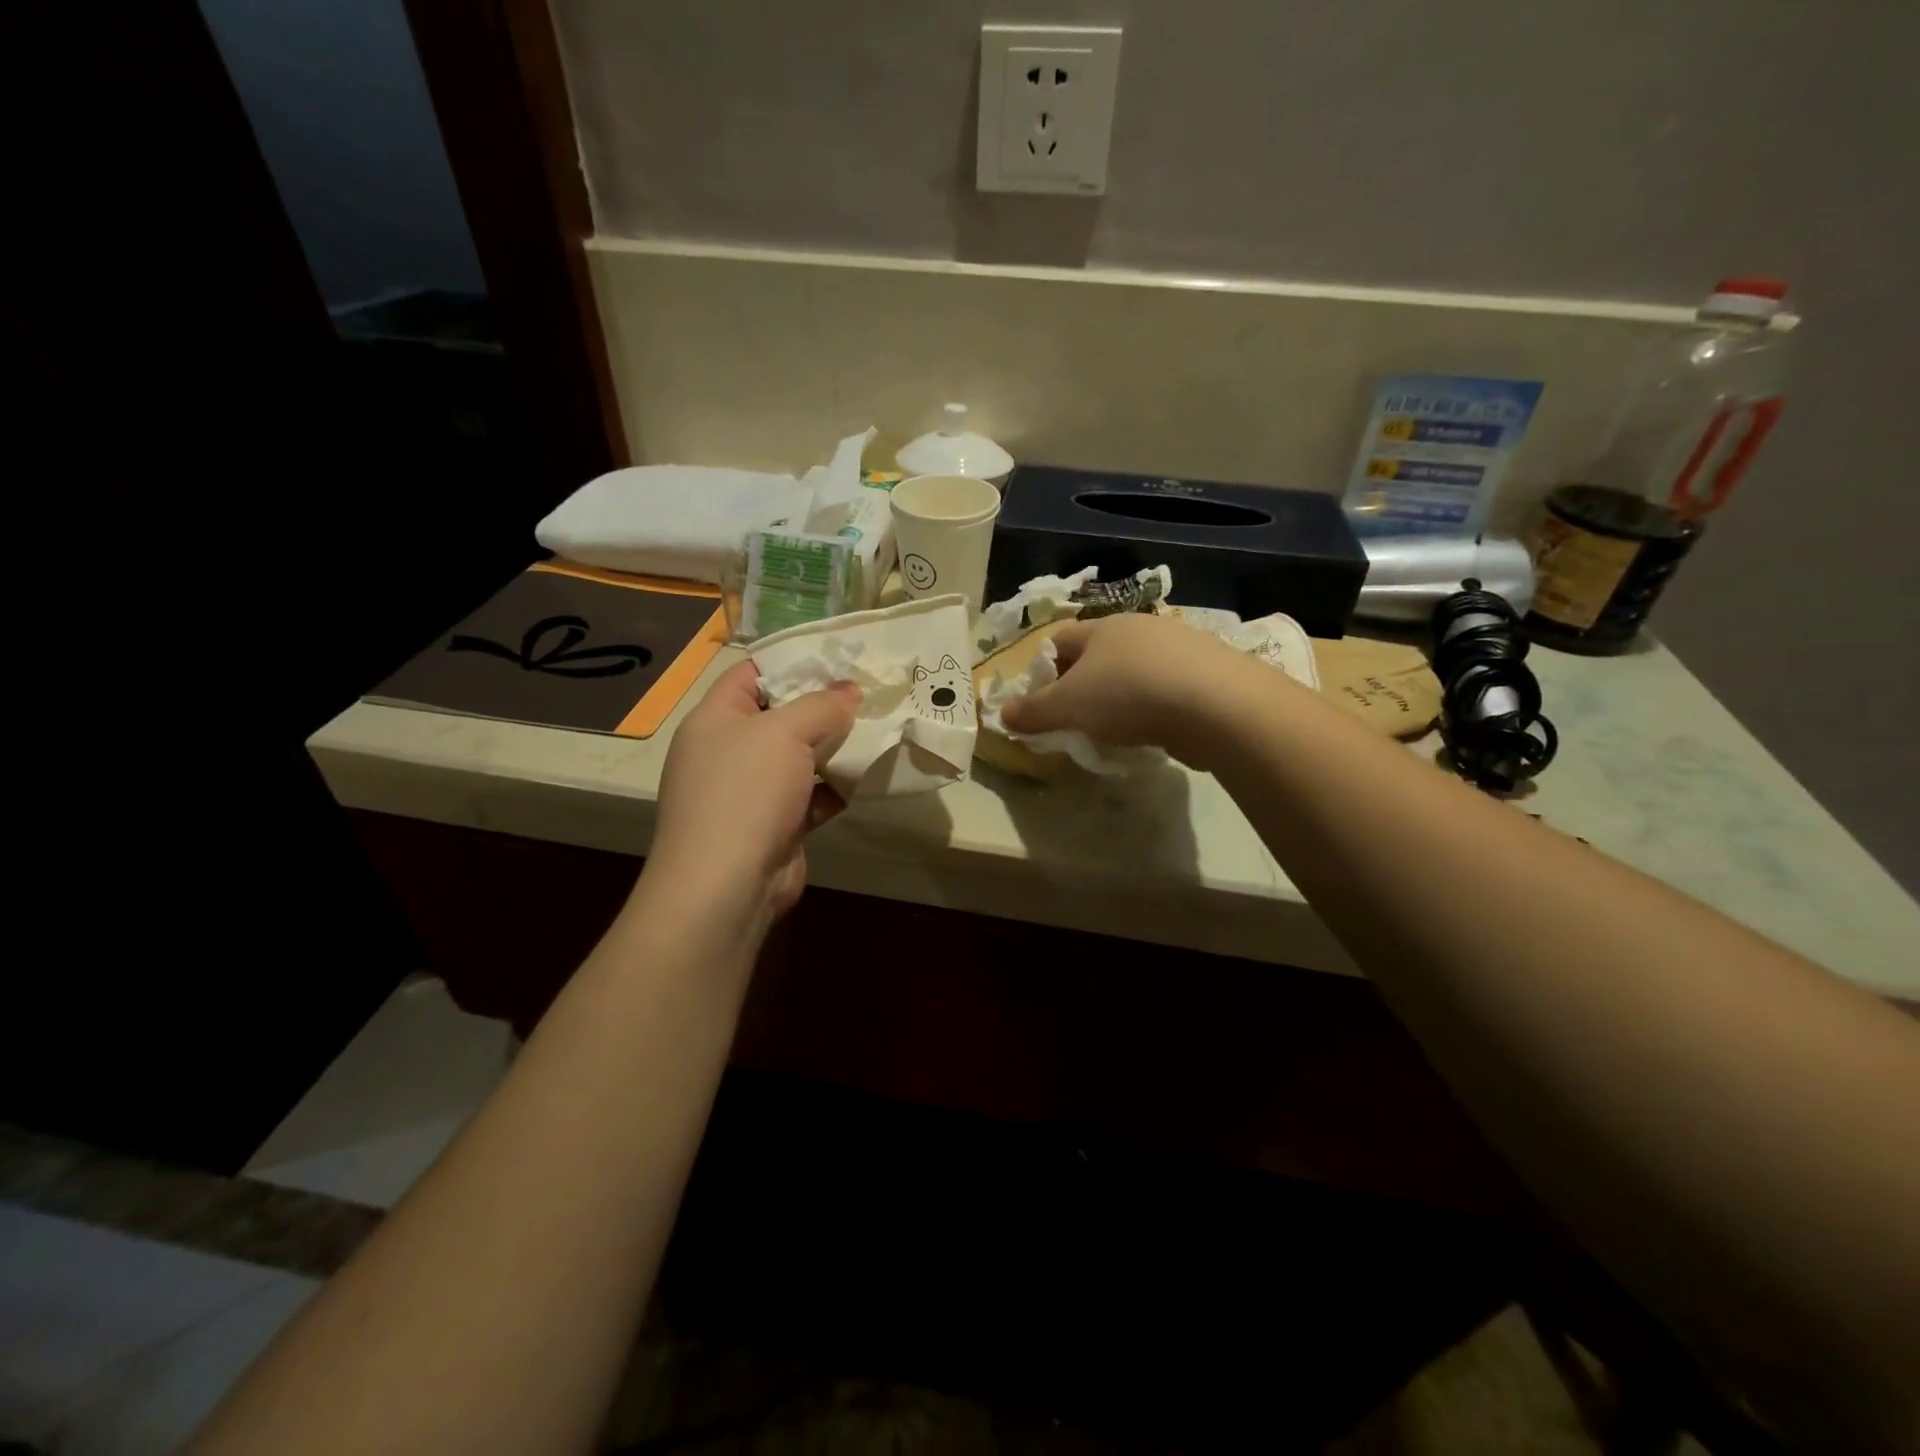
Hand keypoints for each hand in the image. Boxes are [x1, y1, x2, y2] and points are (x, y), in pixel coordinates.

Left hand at [645, 661, 858, 931]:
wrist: (727, 885)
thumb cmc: (745, 792)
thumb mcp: (784, 732)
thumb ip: (821, 705)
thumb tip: (850, 690)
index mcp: (715, 719)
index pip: (751, 674)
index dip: (791, 660)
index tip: (837, 656)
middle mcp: (729, 751)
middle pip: (781, 715)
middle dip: (824, 705)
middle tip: (869, 690)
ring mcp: (751, 791)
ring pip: (800, 757)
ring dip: (836, 748)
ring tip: (879, 728)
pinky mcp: (776, 824)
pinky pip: (811, 795)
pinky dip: (836, 787)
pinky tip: (868, 776)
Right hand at [998, 614, 1267, 766]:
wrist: (1214, 705)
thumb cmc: (1127, 696)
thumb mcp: (1067, 707)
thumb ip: (1033, 712)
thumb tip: (1002, 715)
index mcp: (1102, 628)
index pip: (1060, 639)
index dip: (1045, 670)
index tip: (1043, 703)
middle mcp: (1139, 628)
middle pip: (1098, 654)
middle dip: (1083, 685)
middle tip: (1077, 720)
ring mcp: (1178, 646)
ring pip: (1135, 671)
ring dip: (1120, 697)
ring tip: (1116, 731)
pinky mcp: (1207, 671)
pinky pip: (1166, 687)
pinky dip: (1154, 706)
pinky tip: (1155, 732)